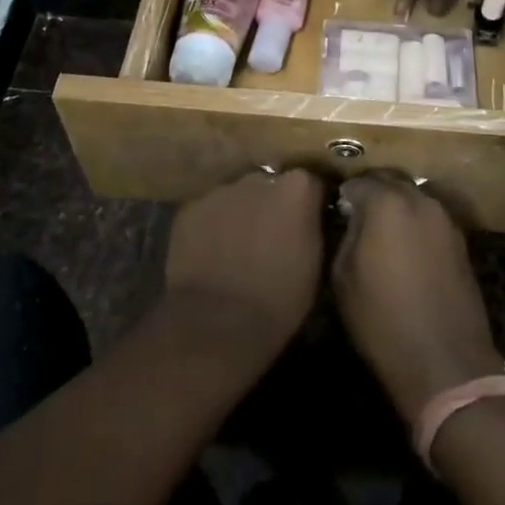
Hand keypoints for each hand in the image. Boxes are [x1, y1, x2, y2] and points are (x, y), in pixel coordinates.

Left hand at [165, 168, 325, 363]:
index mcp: (297, 190)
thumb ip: (312, 229)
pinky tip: (210, 254)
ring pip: (236, 197)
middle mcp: (260, 180)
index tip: (307, 224)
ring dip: (240, 214)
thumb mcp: (315, 265)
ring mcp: (221, 191)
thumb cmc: (278, 300)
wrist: (217, 324)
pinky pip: (207, 212)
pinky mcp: (189, 209)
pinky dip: (211, 226)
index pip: (310, 183)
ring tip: (237, 247)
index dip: (309, 204)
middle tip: (270, 237)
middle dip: (272, 205)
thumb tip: (310, 219)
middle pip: (270, 184)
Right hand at [332, 175, 503, 424]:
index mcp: (387, 204)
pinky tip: (405, 248)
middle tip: (356, 213)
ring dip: (396, 206)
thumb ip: (347, 235)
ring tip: (381, 230)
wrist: (444, 361)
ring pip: (414, 198)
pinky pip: (430, 219)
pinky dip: (415, 224)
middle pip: (390, 181)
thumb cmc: (382, 320)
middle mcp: (420, 201)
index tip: (335, 209)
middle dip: (372, 191)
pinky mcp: (461, 241)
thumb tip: (353, 219)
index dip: (344, 195)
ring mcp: (445, 220)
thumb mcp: (343, 278)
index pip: (358, 182)